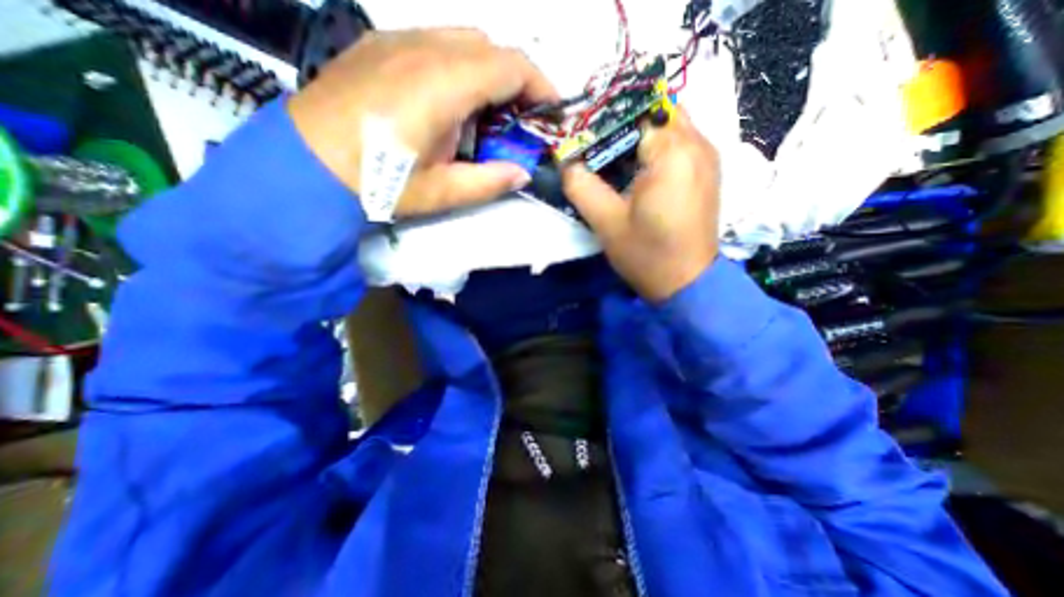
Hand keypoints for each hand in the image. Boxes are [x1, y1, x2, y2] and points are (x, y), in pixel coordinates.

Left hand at [287, 28, 560, 215]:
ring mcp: (397, 41)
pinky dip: (459, 67)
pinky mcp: (381, 46)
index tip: (553, 112)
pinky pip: (435, 42)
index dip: (541, 86)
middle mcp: (423, 48)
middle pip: (490, 46)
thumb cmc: (379, 182)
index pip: (510, 65)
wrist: (306, 164)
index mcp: (443, 84)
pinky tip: (449, 102)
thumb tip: (521, 173)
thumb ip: (489, 181)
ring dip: (487, 74)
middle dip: (516, 81)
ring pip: (463, 40)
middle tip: (519, 120)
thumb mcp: (441, 193)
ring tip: (485, 115)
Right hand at [561, 108, 717, 303]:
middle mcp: (698, 144)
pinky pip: (680, 144)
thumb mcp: (606, 223)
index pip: (634, 113)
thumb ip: (581, 187)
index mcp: (672, 153)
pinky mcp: (708, 173)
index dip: (606, 121)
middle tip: (597, 148)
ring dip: (640, 136)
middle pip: (656, 113)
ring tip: (613, 159)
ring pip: (670, 126)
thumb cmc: (647, 255)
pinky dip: (656, 148)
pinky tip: (637, 171)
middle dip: (624, 124)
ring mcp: (707, 158)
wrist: (687, 283)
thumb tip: (566, 162)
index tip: (584, 138)